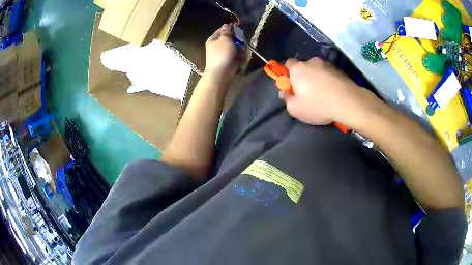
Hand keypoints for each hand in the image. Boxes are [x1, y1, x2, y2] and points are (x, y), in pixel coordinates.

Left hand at [204, 24, 245, 84]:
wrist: (221, 73)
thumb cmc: (222, 54)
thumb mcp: (224, 39)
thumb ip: (227, 31)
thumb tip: (226, 24)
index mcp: (213, 39)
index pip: (222, 30)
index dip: (230, 28)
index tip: (237, 28)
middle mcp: (218, 46)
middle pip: (230, 39)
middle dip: (237, 39)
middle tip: (241, 41)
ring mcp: (224, 54)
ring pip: (235, 47)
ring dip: (240, 48)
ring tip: (242, 50)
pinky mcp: (230, 61)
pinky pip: (237, 56)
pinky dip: (241, 56)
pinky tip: (242, 57)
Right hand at [280, 57, 376, 125]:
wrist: (348, 102)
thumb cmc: (318, 105)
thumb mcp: (295, 109)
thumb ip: (286, 99)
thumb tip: (284, 93)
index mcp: (298, 68)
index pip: (287, 64)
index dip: (287, 74)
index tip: (291, 86)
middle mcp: (312, 62)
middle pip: (304, 67)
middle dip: (303, 78)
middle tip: (307, 93)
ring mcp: (327, 65)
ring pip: (318, 71)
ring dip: (317, 79)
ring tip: (323, 95)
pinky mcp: (340, 70)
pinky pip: (329, 75)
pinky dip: (329, 82)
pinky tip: (332, 94)